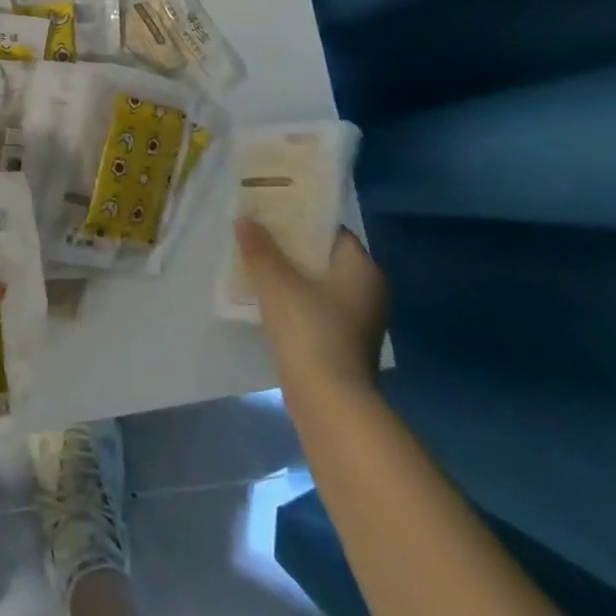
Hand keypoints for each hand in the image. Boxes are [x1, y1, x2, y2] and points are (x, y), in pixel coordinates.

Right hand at [235, 220, 386, 423]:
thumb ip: (260, 249)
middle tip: (257, 238)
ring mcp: (360, 321)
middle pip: (325, 258)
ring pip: (320, 285)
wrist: (329, 400)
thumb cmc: (309, 331)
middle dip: (292, 249)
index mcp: (362, 269)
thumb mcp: (277, 284)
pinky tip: (268, 303)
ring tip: (256, 266)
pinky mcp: (346, 344)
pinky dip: (297, 302)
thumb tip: (245, 220)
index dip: (301, 220)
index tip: (271, 215)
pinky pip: (318, 310)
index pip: (333, 232)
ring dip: (292, 277)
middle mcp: (369, 291)